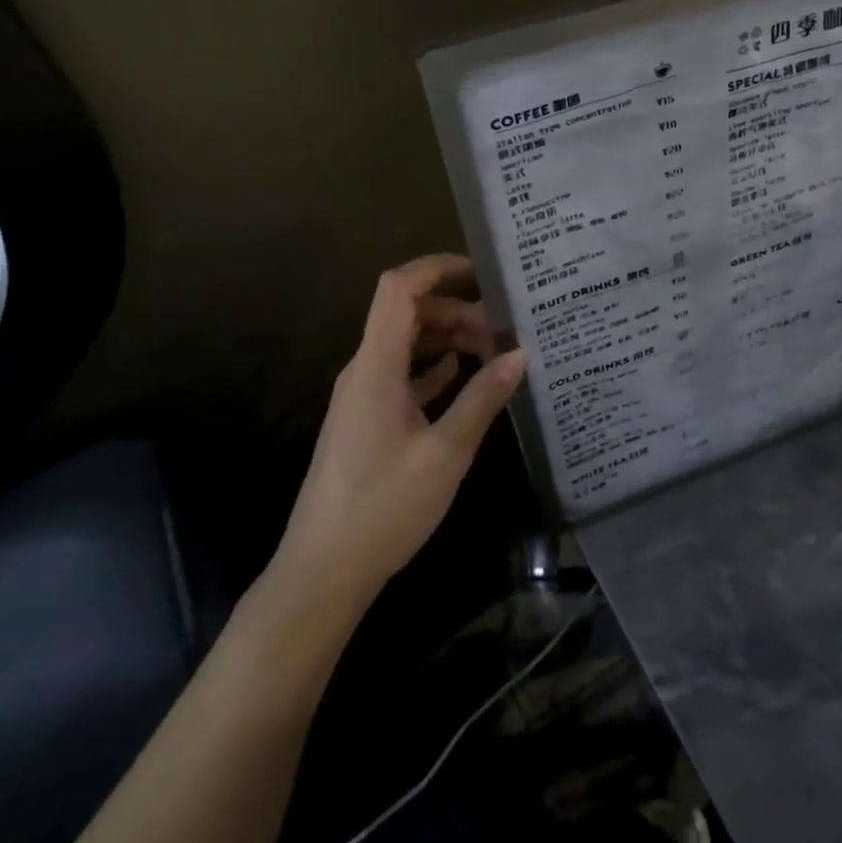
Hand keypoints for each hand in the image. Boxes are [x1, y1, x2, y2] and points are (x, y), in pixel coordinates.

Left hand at [271, 254, 524, 616]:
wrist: (322, 573)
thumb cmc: (384, 508)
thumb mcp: (446, 453)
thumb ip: (482, 398)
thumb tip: (519, 353)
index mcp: (376, 366)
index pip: (399, 289)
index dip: (437, 269)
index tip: (482, 272)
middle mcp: (364, 370)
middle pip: (407, 314)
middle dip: (456, 311)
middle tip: (503, 329)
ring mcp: (362, 396)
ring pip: (406, 344)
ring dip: (447, 339)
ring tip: (493, 351)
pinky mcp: (366, 420)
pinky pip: (402, 374)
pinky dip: (434, 368)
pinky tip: (465, 379)